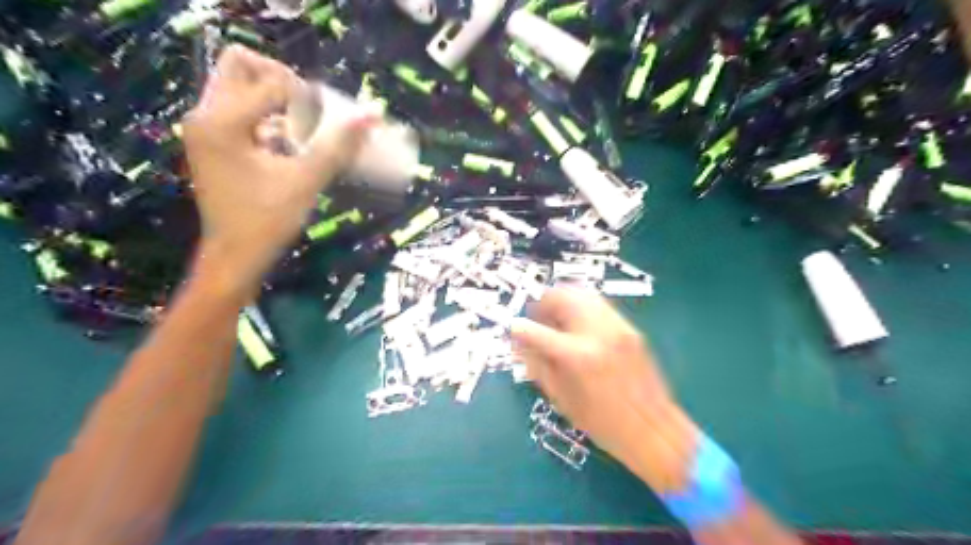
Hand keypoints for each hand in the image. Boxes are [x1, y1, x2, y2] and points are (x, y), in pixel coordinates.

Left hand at [179, 47, 369, 298]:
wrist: (235, 256)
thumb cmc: (267, 221)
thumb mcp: (306, 181)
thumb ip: (338, 145)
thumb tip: (371, 115)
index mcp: (222, 121)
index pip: (271, 83)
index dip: (309, 96)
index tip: (333, 117)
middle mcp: (205, 115)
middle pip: (241, 65)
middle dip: (281, 77)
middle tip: (310, 104)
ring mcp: (206, 129)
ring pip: (238, 86)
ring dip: (274, 97)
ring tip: (306, 123)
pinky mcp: (213, 143)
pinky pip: (240, 110)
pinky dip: (267, 116)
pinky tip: (292, 141)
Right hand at [511, 290, 694, 492]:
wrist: (652, 429)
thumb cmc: (601, 423)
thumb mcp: (561, 399)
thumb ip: (537, 366)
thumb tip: (518, 344)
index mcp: (577, 356)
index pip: (536, 330)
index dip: (519, 329)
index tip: (514, 330)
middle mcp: (597, 333)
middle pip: (562, 296)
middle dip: (542, 303)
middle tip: (537, 319)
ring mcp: (617, 327)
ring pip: (582, 294)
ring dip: (562, 301)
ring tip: (557, 320)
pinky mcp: (630, 328)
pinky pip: (598, 305)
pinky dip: (581, 307)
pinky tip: (579, 326)